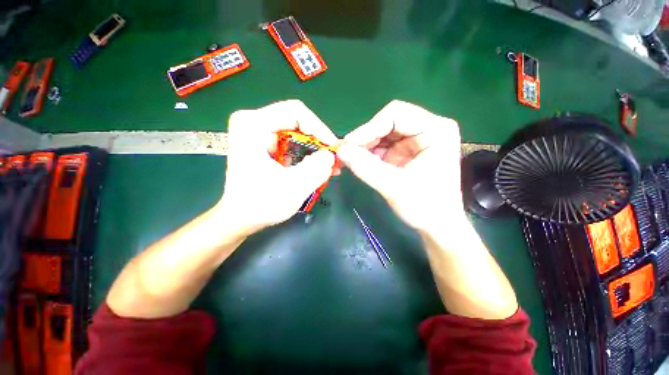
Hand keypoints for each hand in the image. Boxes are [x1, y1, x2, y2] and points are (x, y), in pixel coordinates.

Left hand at [218, 100, 337, 235]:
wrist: (240, 218)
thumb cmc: (260, 204)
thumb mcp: (292, 187)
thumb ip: (315, 169)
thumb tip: (330, 156)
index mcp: (253, 125)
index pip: (296, 112)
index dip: (319, 129)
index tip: (332, 149)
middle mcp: (254, 123)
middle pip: (298, 123)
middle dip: (319, 143)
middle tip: (334, 160)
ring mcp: (259, 135)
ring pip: (298, 135)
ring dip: (316, 151)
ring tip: (331, 167)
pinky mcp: (266, 146)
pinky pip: (293, 145)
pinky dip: (307, 157)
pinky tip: (320, 169)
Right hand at [337, 100, 462, 232]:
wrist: (437, 225)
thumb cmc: (425, 207)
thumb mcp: (394, 187)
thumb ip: (366, 167)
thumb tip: (339, 150)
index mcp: (435, 130)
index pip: (396, 114)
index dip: (369, 128)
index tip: (348, 146)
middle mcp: (427, 129)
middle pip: (387, 122)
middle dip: (365, 138)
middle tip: (346, 154)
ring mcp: (415, 140)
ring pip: (382, 134)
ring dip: (365, 146)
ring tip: (351, 160)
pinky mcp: (406, 151)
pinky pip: (382, 146)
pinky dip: (369, 154)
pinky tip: (360, 163)